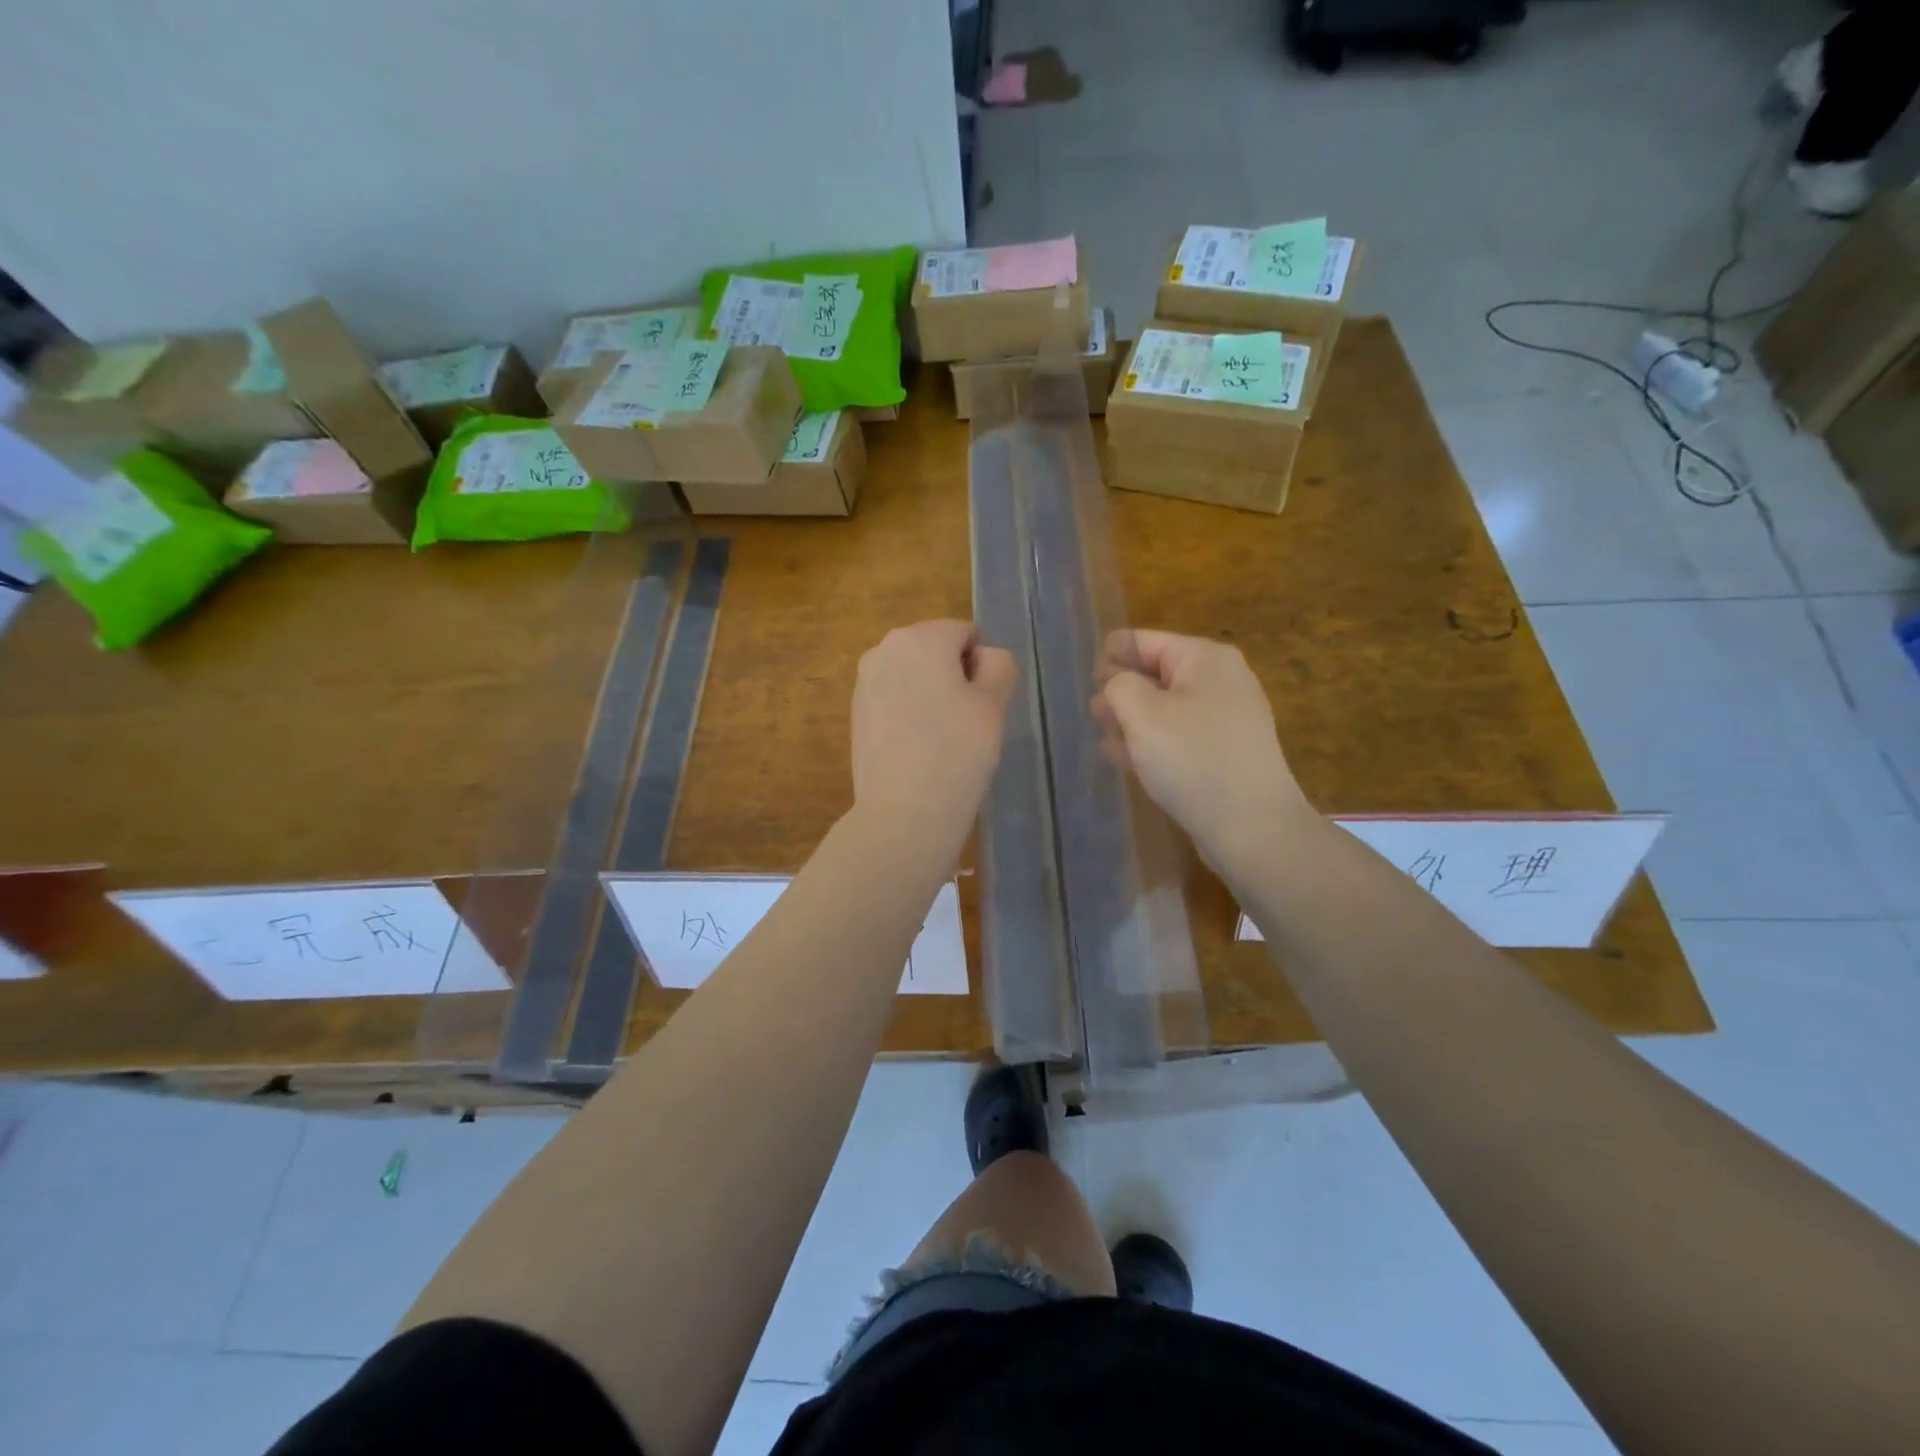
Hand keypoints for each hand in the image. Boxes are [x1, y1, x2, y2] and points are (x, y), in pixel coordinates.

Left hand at [851, 620, 1015, 852]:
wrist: (903, 813)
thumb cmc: (957, 752)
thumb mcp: (994, 704)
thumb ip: (999, 665)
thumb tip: (983, 657)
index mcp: (919, 637)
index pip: (966, 634)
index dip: (982, 668)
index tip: (982, 706)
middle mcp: (883, 649)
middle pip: (935, 651)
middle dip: (953, 678)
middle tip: (965, 724)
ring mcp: (864, 683)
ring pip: (913, 677)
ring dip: (931, 696)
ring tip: (940, 740)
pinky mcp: (856, 715)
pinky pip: (894, 701)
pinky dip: (909, 715)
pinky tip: (917, 750)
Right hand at [1096, 630, 1314, 870]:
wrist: (1252, 826)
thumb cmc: (1193, 759)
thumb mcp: (1142, 714)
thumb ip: (1118, 685)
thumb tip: (1117, 682)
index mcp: (1203, 657)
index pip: (1141, 641)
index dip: (1109, 660)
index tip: (1091, 691)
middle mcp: (1220, 679)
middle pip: (1155, 673)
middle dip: (1121, 692)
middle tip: (1097, 718)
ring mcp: (1227, 716)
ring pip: (1165, 707)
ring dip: (1133, 721)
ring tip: (1108, 742)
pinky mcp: (1227, 751)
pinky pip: (1181, 735)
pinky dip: (1155, 742)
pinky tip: (1130, 762)